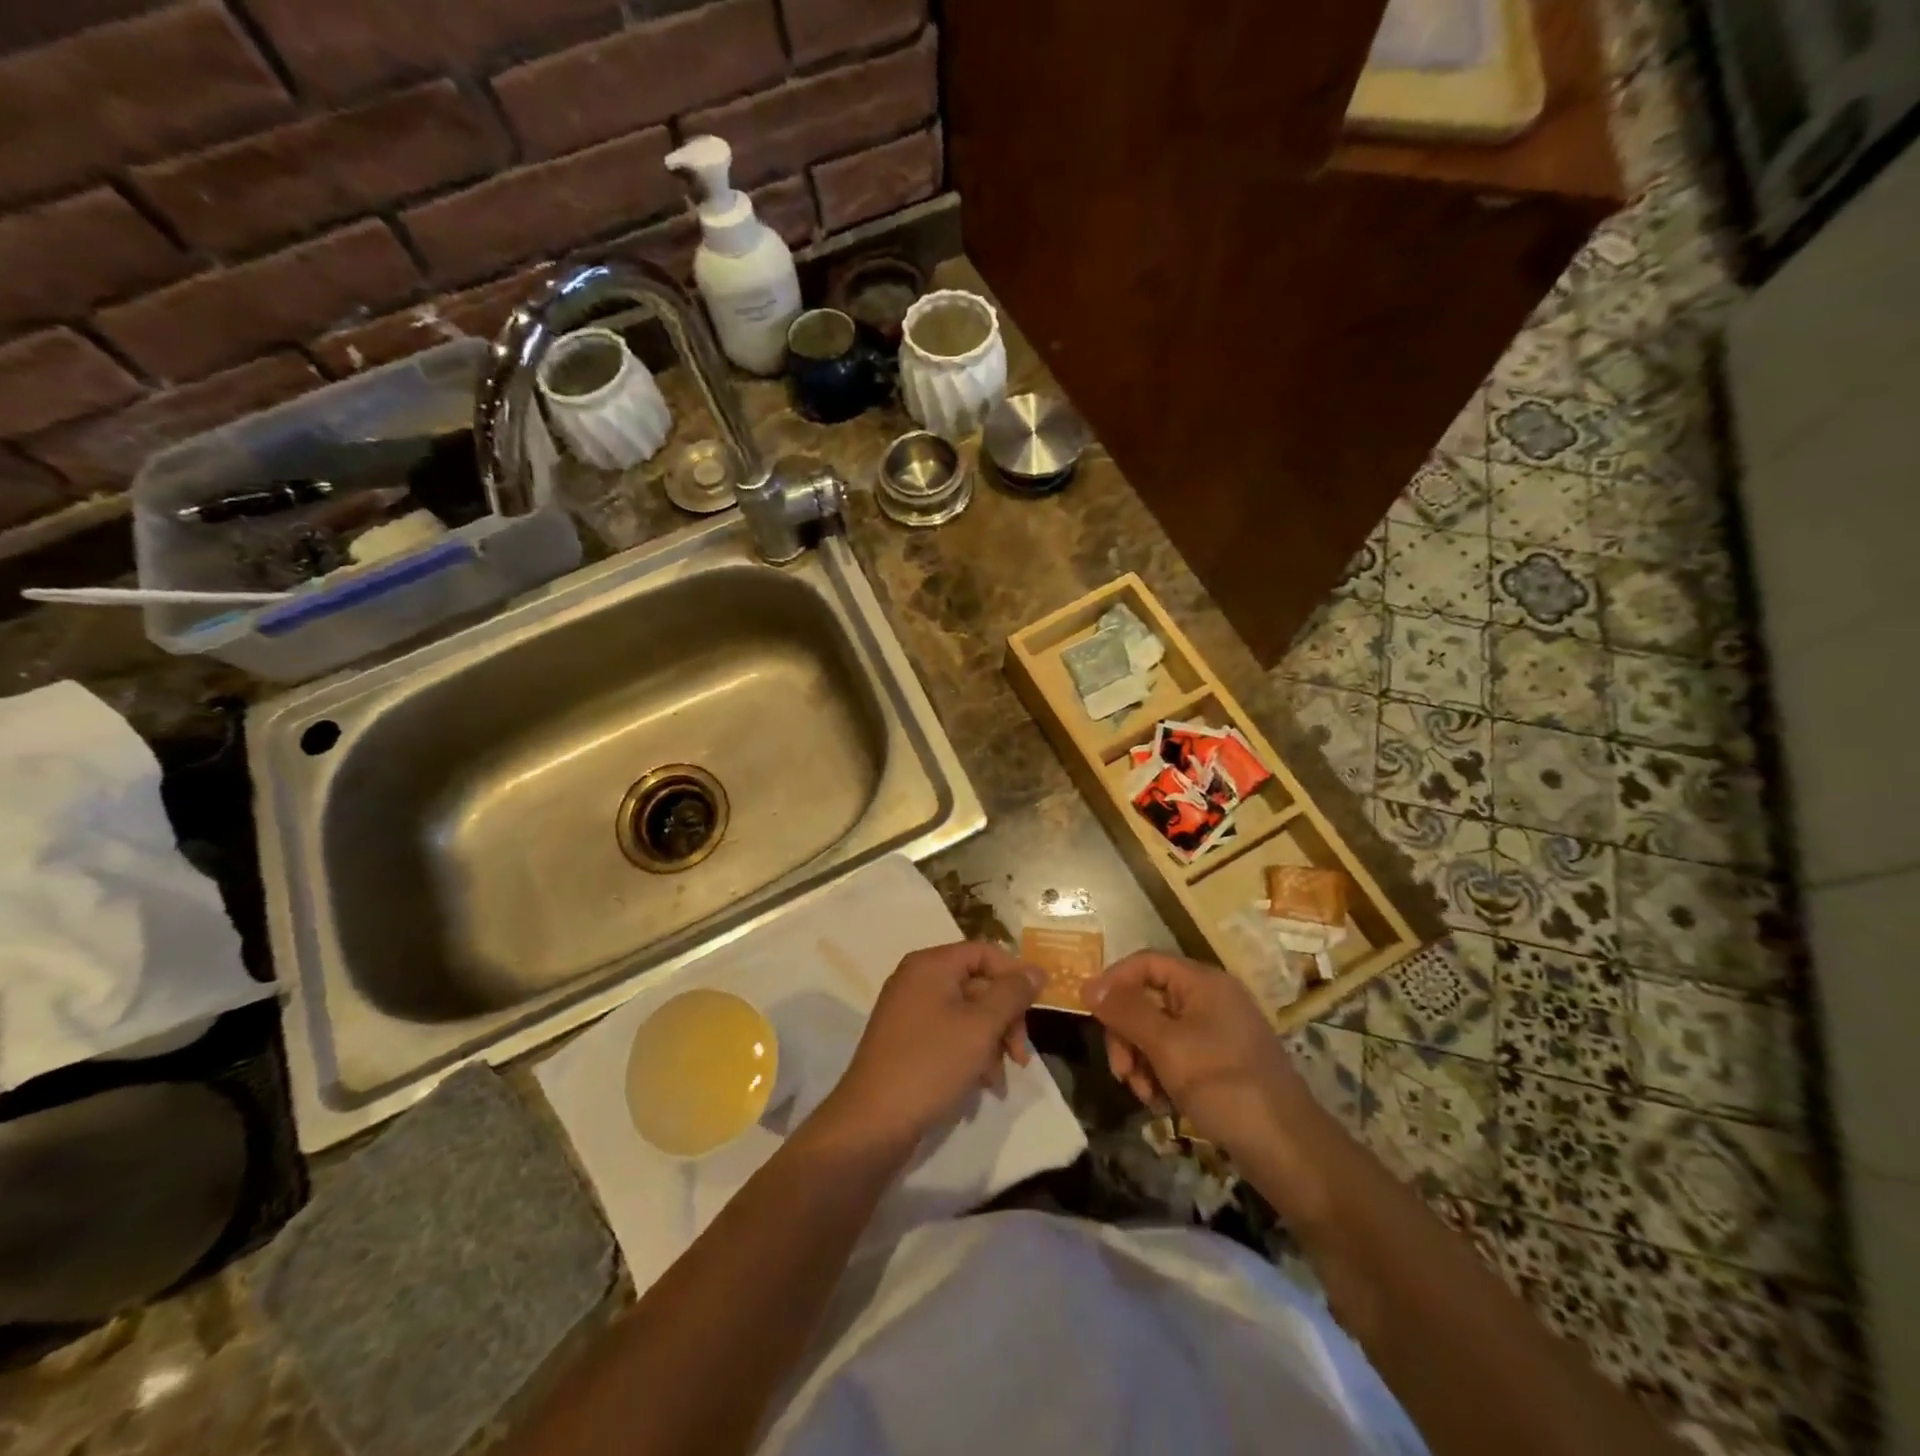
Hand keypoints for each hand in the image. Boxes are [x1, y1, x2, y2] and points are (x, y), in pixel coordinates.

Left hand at [821, 941, 1043, 1152]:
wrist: (872, 1122)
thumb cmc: (931, 1064)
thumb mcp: (981, 1026)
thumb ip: (1012, 993)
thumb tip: (1036, 970)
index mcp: (930, 965)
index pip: (984, 952)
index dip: (1014, 975)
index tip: (1036, 1009)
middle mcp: (917, 979)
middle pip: (977, 983)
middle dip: (1005, 1018)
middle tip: (1021, 1056)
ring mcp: (909, 1011)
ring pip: (967, 1013)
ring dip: (991, 1041)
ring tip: (1000, 1079)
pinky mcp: (906, 1041)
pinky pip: (949, 1034)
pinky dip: (970, 1052)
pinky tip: (982, 1084)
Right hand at [1083, 951, 1307, 1157]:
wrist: (1290, 1151)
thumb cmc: (1225, 1086)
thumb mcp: (1166, 1046)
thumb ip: (1126, 1012)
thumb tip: (1087, 985)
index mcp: (1203, 982)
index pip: (1145, 963)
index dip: (1113, 982)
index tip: (1088, 1013)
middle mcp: (1211, 998)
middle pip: (1148, 999)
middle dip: (1127, 1034)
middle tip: (1121, 1072)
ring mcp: (1218, 1032)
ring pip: (1158, 1032)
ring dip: (1141, 1060)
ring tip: (1145, 1095)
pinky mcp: (1222, 1063)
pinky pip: (1177, 1055)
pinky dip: (1162, 1075)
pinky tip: (1162, 1104)